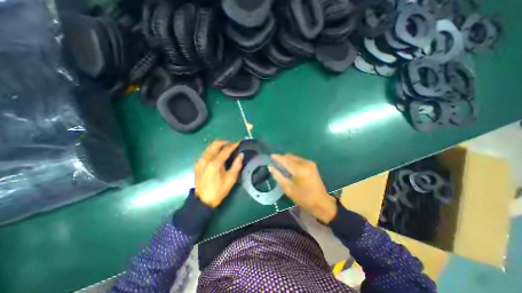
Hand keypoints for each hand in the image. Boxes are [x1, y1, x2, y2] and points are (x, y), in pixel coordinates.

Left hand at [195, 140, 243, 206]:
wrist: (203, 200)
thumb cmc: (219, 190)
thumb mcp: (231, 179)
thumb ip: (237, 165)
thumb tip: (241, 155)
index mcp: (215, 163)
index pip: (226, 150)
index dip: (233, 145)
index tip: (239, 142)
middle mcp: (206, 159)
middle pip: (215, 144)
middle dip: (225, 142)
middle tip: (232, 145)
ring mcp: (200, 161)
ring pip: (209, 147)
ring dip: (218, 145)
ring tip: (226, 148)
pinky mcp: (198, 164)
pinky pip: (206, 152)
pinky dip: (213, 150)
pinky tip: (217, 155)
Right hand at [266, 154, 335, 223]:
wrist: (321, 202)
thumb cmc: (303, 198)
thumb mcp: (288, 188)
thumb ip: (278, 176)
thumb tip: (270, 167)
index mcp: (299, 169)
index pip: (285, 160)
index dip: (277, 157)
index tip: (270, 156)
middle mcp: (305, 163)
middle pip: (290, 156)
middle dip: (282, 158)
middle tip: (275, 162)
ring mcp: (310, 163)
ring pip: (294, 157)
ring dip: (287, 160)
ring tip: (281, 165)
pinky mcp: (312, 165)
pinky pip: (299, 160)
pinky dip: (292, 162)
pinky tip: (289, 167)